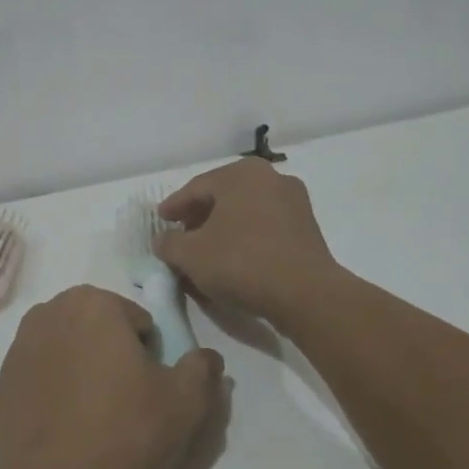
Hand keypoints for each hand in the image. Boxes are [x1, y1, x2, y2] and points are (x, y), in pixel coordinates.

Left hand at [0, 286, 223, 468]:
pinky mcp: (3, 378)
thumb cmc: (123, 435)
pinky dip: (58, 387)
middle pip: (100, 329)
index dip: (150, 356)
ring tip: (96, 418)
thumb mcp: (185, 404)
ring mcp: (20, 344)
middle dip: (115, 356)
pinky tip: (66, 426)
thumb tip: (207, 356)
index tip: (149, 391)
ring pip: (71, 349)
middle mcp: (51, 310)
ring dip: (85, 369)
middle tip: (127, 404)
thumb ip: (201, 369)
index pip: (138, 321)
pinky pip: (45, 372)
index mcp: (93, 303)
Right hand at [155, 159, 344, 328]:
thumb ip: (169, 243)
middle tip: (181, 235)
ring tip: (206, 250)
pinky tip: (234, 258)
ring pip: (245, 212)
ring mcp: (294, 202)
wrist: (306, 294)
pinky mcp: (307, 229)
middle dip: (199, 216)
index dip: (174, 206)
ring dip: (223, 228)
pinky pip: (265, 227)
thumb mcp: (191, 255)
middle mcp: (271, 178)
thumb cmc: (242, 263)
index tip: (161, 221)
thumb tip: (162, 240)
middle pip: (223, 196)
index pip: (197, 187)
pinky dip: (245, 238)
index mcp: (242, 174)